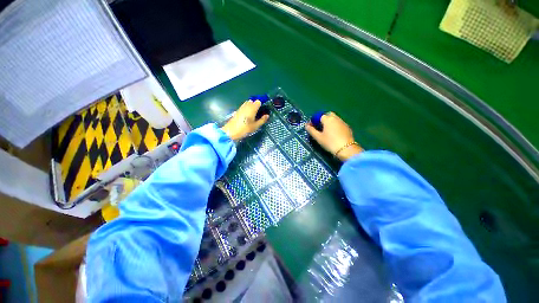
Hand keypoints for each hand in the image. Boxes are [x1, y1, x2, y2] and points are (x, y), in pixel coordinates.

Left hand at [221, 100, 268, 140]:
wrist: (231, 131)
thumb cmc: (245, 129)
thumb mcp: (255, 126)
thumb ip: (262, 120)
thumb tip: (267, 115)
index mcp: (252, 108)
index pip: (258, 102)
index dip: (261, 105)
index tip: (262, 110)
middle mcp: (246, 106)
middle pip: (252, 101)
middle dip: (255, 105)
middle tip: (257, 113)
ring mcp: (241, 107)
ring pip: (247, 103)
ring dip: (250, 107)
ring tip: (252, 115)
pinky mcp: (237, 110)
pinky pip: (243, 107)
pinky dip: (246, 109)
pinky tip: (246, 116)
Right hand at [305, 112, 362, 160]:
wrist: (346, 149)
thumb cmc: (330, 142)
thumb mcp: (318, 137)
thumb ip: (311, 130)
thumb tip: (306, 125)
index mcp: (328, 119)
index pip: (319, 116)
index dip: (313, 120)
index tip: (311, 127)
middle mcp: (336, 118)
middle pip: (328, 115)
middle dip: (322, 119)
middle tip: (319, 127)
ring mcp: (343, 122)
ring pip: (334, 119)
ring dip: (329, 122)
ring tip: (326, 131)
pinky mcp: (347, 127)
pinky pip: (339, 123)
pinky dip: (335, 126)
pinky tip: (334, 134)